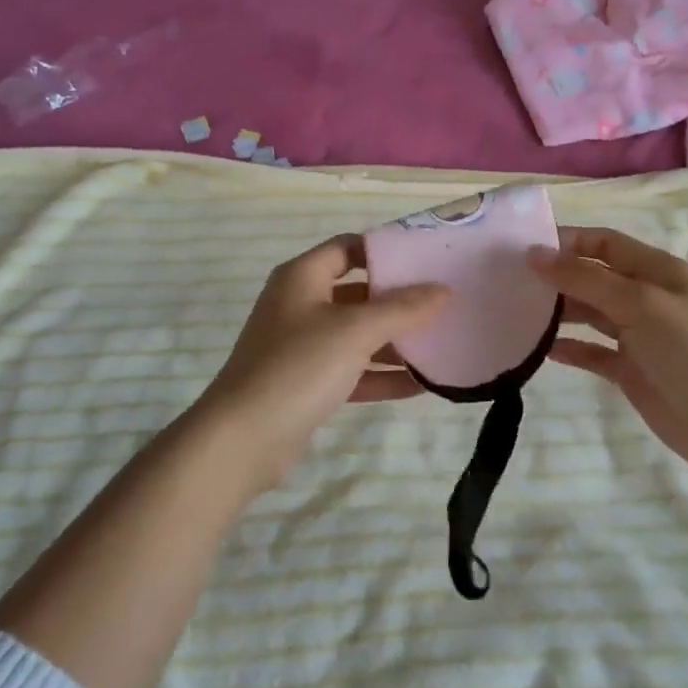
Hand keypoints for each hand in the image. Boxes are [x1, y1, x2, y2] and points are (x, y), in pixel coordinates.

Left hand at [194, 235, 448, 489]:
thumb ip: (402, 309)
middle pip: (357, 292)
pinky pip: (352, 370)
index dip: (385, 250)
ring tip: (441, 343)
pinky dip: (382, 375)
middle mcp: (300, 305)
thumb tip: (444, 290)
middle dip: (398, 299)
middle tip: (443, 302)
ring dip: (395, 340)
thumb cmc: (298, 366)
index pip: (348, 248)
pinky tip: (422, 384)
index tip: (426, 259)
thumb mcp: (355, 331)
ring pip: (357, 334)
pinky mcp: (307, 383)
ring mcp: (302, 346)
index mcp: (302, 278)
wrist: (243, 439)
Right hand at [531, 227, 687, 480]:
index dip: (568, 241)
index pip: (605, 243)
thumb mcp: (640, 304)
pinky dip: (570, 348)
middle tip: (511, 282)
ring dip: (559, 311)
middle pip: (594, 277)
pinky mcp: (631, 370)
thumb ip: (586, 279)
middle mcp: (646, 297)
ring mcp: (639, 335)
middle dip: (557, 276)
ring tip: (519, 312)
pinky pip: (593, 351)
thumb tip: (535, 255)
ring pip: (590, 313)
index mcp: (657, 271)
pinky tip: (541, 349)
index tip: (524, 249)